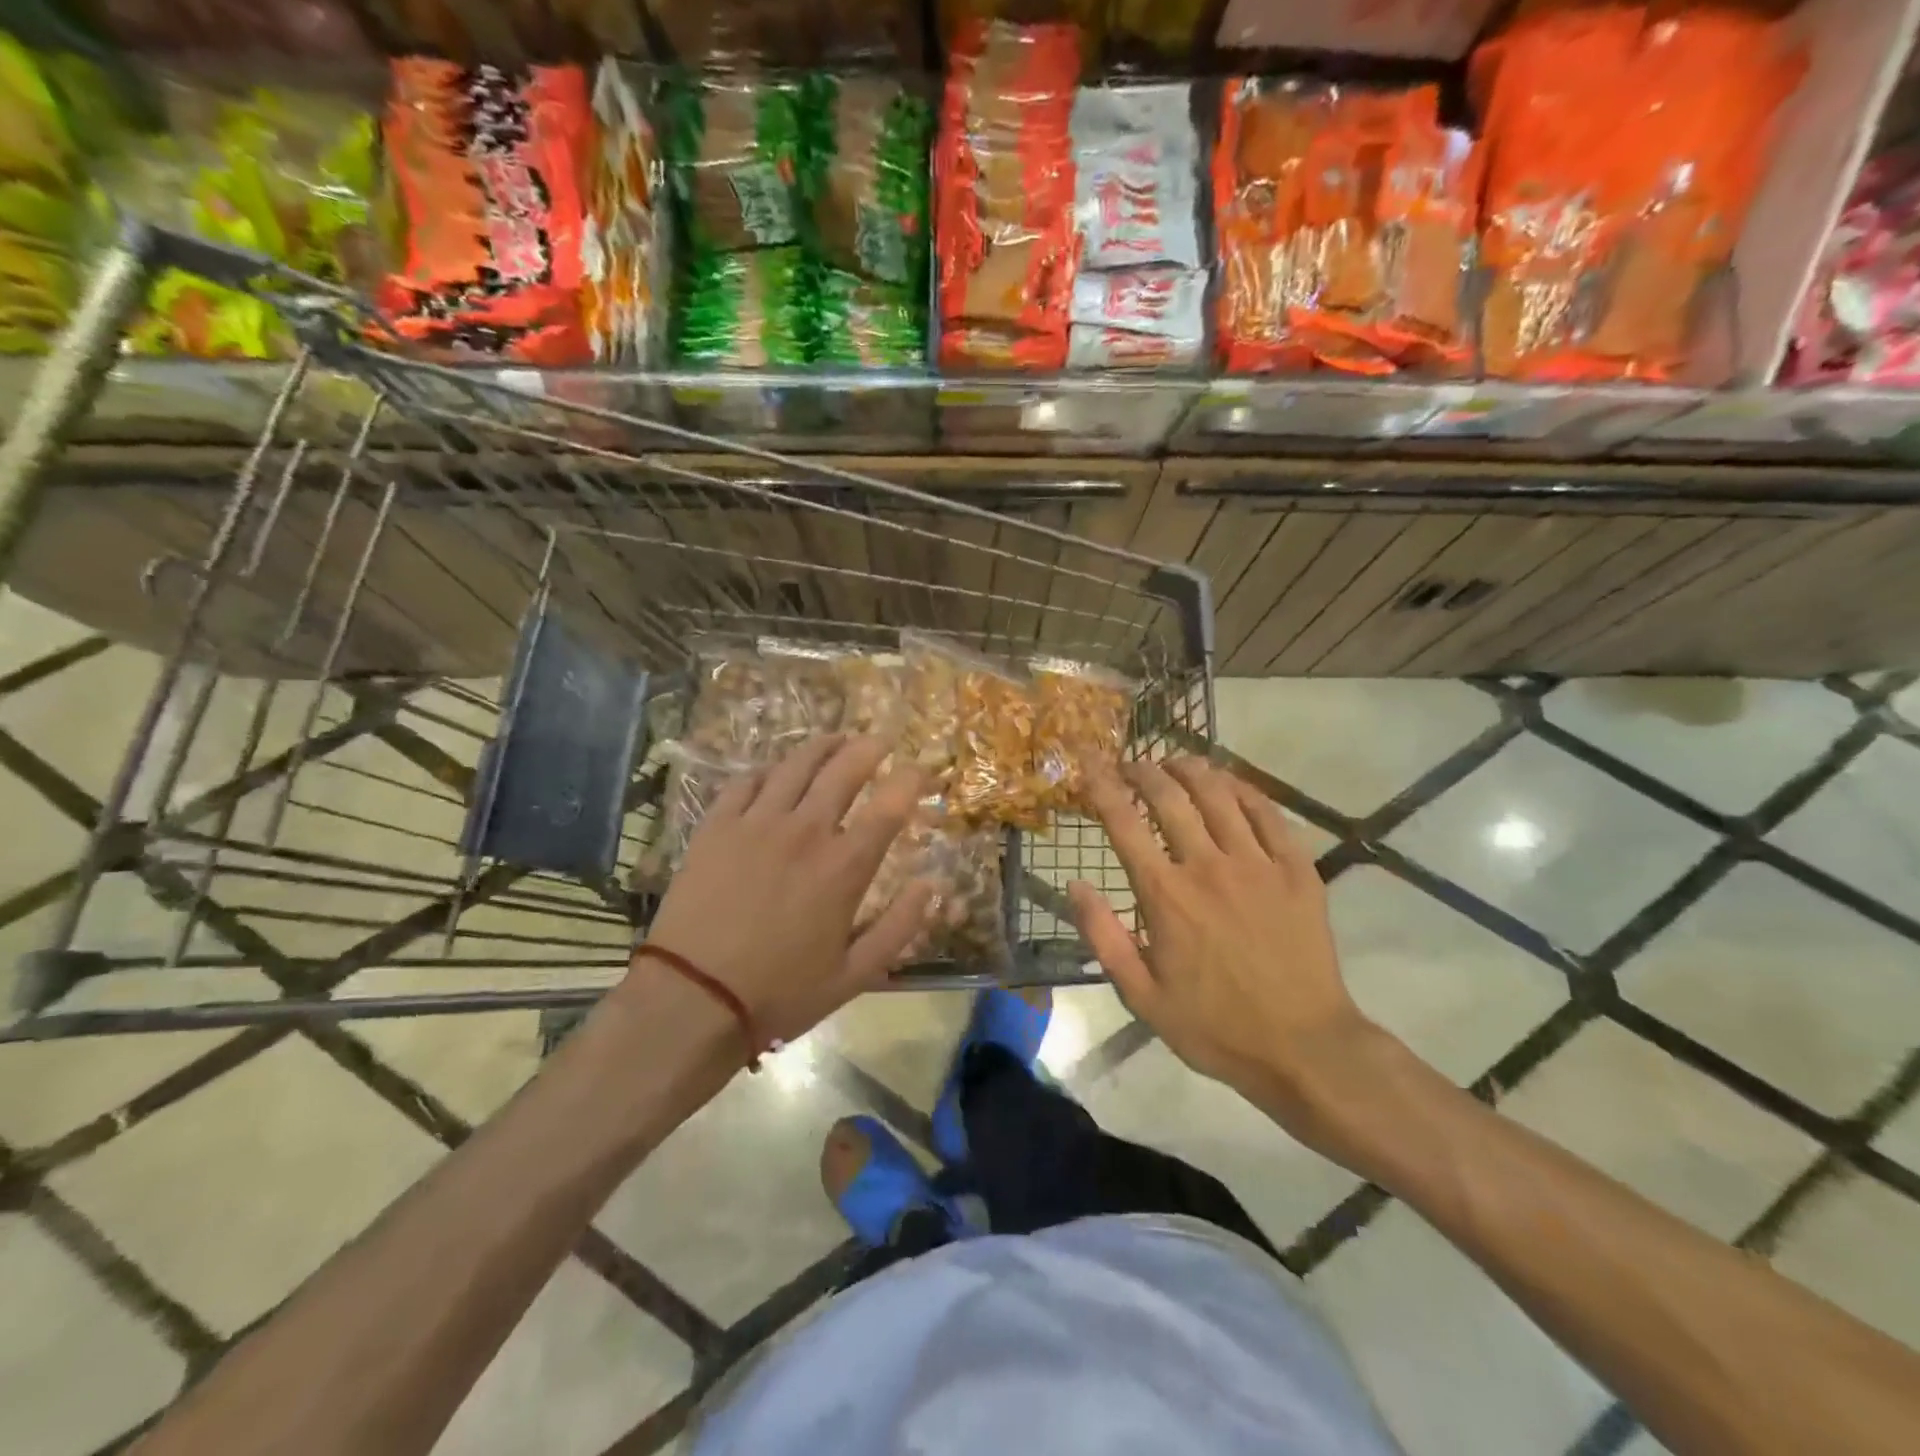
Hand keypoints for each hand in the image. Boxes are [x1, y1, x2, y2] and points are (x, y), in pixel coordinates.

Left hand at [639, 736, 931, 1045]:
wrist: (692, 999)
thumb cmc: (780, 991)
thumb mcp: (855, 975)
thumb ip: (900, 926)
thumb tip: (933, 885)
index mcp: (844, 866)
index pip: (890, 804)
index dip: (912, 779)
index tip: (923, 770)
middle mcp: (805, 830)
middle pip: (844, 768)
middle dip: (869, 747)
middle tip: (881, 740)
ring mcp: (756, 822)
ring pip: (795, 764)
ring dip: (822, 746)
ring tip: (835, 738)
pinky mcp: (716, 826)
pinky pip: (746, 781)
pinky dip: (768, 771)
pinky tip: (774, 772)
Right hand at [1069, 757, 1377, 1132]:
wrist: (1303, 1047)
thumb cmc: (1214, 1025)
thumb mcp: (1141, 995)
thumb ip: (1104, 936)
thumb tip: (1074, 885)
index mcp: (1166, 896)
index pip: (1123, 823)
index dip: (1101, 788)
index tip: (1089, 766)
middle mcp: (1208, 866)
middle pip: (1169, 797)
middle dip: (1143, 770)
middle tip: (1130, 764)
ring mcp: (1258, 863)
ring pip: (1218, 794)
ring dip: (1190, 770)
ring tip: (1174, 762)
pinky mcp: (1297, 869)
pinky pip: (1268, 812)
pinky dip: (1243, 788)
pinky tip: (1229, 782)